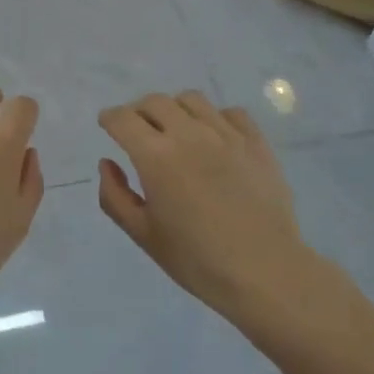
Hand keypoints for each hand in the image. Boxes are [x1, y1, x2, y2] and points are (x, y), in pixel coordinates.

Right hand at [97, 91, 318, 324]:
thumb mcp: (143, 235)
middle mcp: (188, 134)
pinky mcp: (256, 142)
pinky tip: (214, 139)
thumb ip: (114, 196)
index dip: (109, 119)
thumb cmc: (197, 260)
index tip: (107, 126)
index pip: (122, 119)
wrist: (266, 274)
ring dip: (175, 109)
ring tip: (176, 130)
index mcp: (155, 156)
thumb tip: (107, 163)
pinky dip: (215, 118)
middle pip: (154, 101)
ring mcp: (225, 134)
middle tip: (138, 132)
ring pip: (191, 99)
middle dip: (138, 112)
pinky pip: (230, 113)